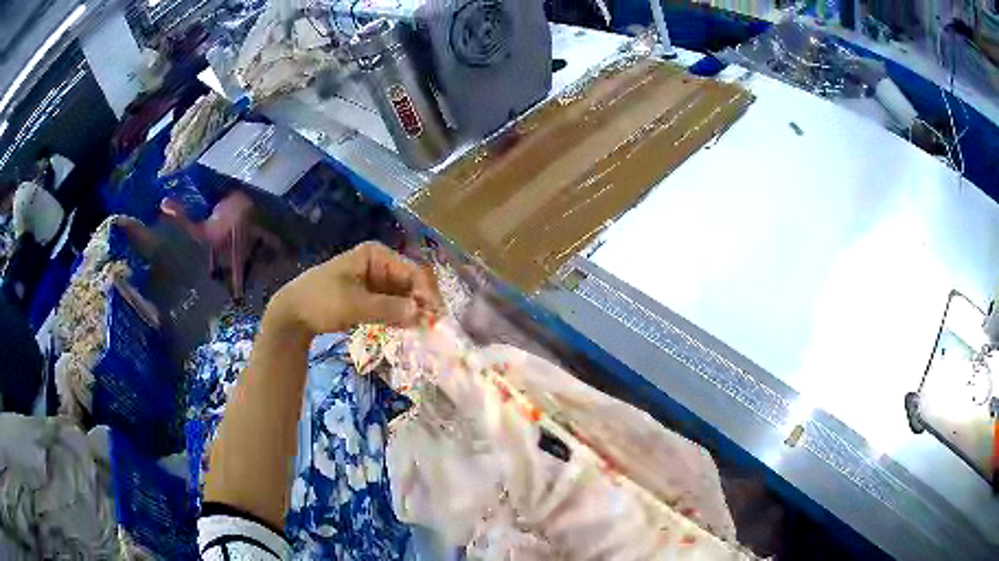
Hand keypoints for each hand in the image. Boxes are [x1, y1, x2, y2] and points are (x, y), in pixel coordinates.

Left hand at [267, 241, 439, 338]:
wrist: (293, 313)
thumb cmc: (321, 301)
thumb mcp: (354, 305)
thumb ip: (388, 308)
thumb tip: (420, 312)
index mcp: (376, 255)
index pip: (411, 270)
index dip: (426, 291)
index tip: (435, 315)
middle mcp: (380, 264)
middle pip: (410, 282)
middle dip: (421, 302)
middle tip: (432, 326)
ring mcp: (375, 280)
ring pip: (404, 295)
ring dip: (413, 311)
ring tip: (423, 329)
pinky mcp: (370, 297)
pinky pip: (393, 305)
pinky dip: (400, 316)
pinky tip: (408, 328)